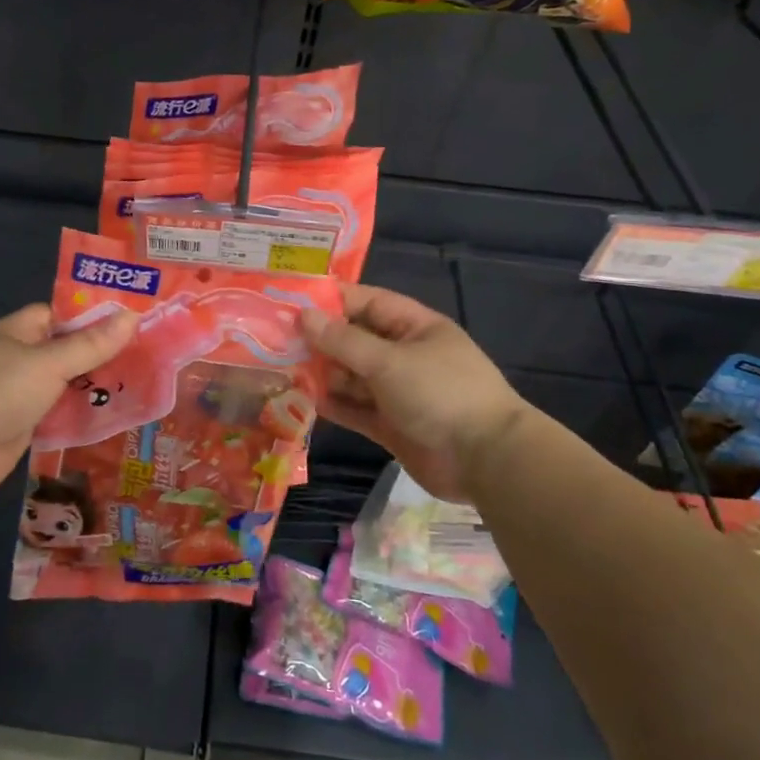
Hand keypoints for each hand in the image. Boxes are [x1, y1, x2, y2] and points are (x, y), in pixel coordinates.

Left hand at [0, 304, 137, 497]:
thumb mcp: (50, 362)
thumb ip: (91, 344)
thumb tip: (132, 316)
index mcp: (16, 332)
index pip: (58, 316)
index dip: (90, 317)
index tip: (127, 322)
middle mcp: (16, 360)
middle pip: (63, 353)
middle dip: (97, 356)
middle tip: (143, 357)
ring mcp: (17, 396)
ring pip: (63, 387)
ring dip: (91, 389)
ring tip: (138, 386)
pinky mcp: (20, 428)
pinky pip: (57, 417)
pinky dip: (78, 418)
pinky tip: (112, 418)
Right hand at [298, 284, 527, 500]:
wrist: (486, 461)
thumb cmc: (440, 393)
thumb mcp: (388, 361)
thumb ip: (343, 340)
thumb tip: (303, 316)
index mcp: (414, 327)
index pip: (366, 302)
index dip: (331, 300)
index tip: (291, 299)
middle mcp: (404, 355)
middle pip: (354, 340)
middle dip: (319, 339)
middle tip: (273, 337)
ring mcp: (397, 391)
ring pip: (351, 376)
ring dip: (321, 373)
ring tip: (279, 368)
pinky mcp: (390, 424)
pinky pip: (355, 408)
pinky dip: (332, 404)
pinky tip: (301, 399)